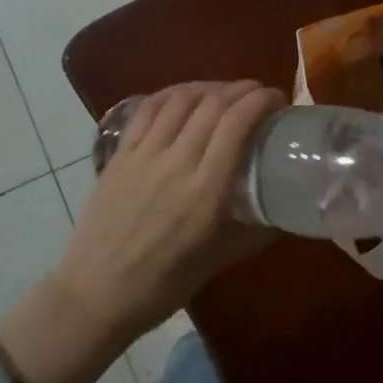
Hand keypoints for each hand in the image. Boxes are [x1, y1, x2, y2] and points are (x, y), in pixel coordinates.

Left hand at [52, 80, 284, 341]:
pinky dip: (172, 94)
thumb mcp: (220, 261)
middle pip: (213, 105)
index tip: (278, 99)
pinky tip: (185, 96)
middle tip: (258, 95)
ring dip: (209, 87)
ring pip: (180, 100)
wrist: (97, 294)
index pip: (237, 125)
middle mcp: (176, 164)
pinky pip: (148, 110)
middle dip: (242, 90)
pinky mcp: (120, 155)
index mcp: (206, 192)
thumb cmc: (164, 285)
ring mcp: (144, 156)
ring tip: (225, 93)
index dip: (261, 101)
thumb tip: (285, 211)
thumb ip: (255, 231)